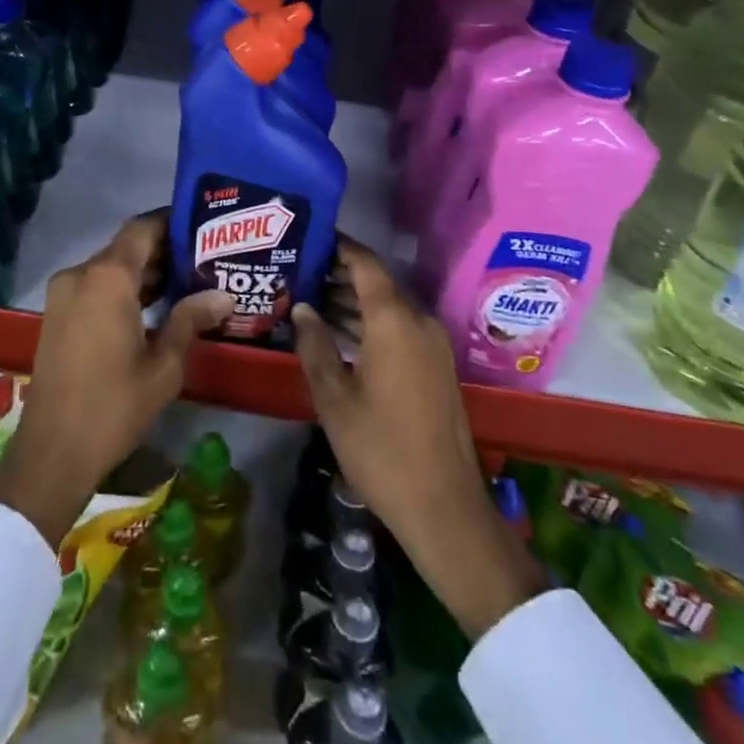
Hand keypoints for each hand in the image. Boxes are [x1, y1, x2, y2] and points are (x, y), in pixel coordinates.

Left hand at [0, 213, 233, 547]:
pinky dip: (121, 289)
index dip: (171, 222)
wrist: (53, 452)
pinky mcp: (56, 314)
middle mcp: (80, 274)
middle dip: (162, 251)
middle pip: (126, 248)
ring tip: (186, 282)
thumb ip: (190, 320)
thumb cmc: (114, 406)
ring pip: (109, 268)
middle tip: (203, 260)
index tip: (201, 226)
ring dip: (142, 273)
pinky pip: (94, 287)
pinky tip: (152, 307)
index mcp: (107, 277)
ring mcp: (63, 294)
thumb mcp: (164, 366)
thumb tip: (224, 295)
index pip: (143, 229)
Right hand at [294, 238, 547, 638]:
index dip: (339, 245)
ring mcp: (433, 345)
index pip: (365, 263)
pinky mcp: (437, 366)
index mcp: (394, 320)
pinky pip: (400, 328)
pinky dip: (371, 324)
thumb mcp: (334, 398)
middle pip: (377, 283)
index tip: (310, 236)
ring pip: (389, 307)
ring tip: (311, 301)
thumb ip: (314, 345)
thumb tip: (302, 308)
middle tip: (299, 272)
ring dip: (354, 302)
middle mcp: (419, 322)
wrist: (443, 507)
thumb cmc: (380, 449)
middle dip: (339, 275)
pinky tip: (340, 335)